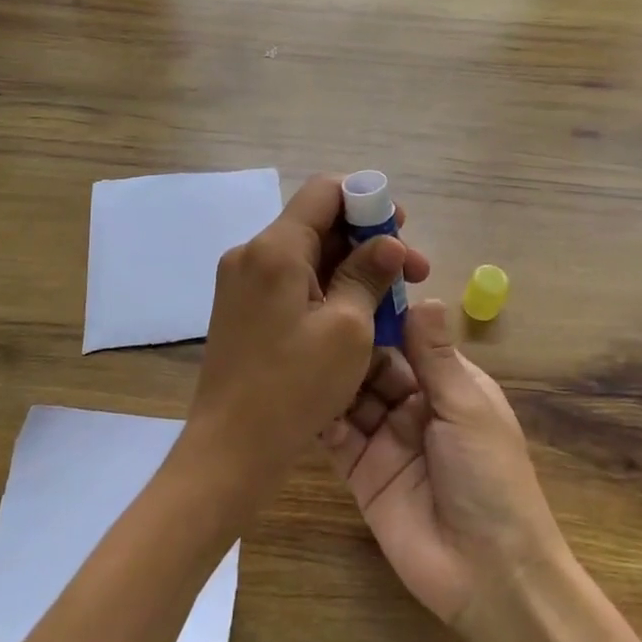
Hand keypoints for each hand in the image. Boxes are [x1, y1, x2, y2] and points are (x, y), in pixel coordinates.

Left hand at [182, 175, 432, 502]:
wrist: (230, 450)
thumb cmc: (295, 387)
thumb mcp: (348, 328)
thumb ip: (368, 274)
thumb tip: (388, 243)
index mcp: (275, 248)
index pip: (325, 191)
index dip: (368, 199)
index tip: (401, 228)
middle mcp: (252, 253)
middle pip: (317, 223)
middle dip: (368, 240)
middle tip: (412, 272)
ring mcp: (242, 282)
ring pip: (307, 254)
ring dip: (351, 267)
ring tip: (391, 299)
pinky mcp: (242, 308)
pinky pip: (291, 281)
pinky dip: (327, 287)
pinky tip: (357, 314)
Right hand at [323, 298, 566, 627]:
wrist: (488, 573)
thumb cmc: (490, 476)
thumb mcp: (467, 407)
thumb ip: (436, 355)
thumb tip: (424, 296)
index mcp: (448, 384)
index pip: (409, 339)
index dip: (383, 316)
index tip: (349, 285)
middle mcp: (414, 405)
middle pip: (375, 365)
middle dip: (350, 345)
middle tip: (311, 315)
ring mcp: (385, 439)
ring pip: (352, 396)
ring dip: (332, 377)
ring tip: (300, 349)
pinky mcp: (361, 473)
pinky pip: (337, 437)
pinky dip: (321, 418)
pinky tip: (300, 397)